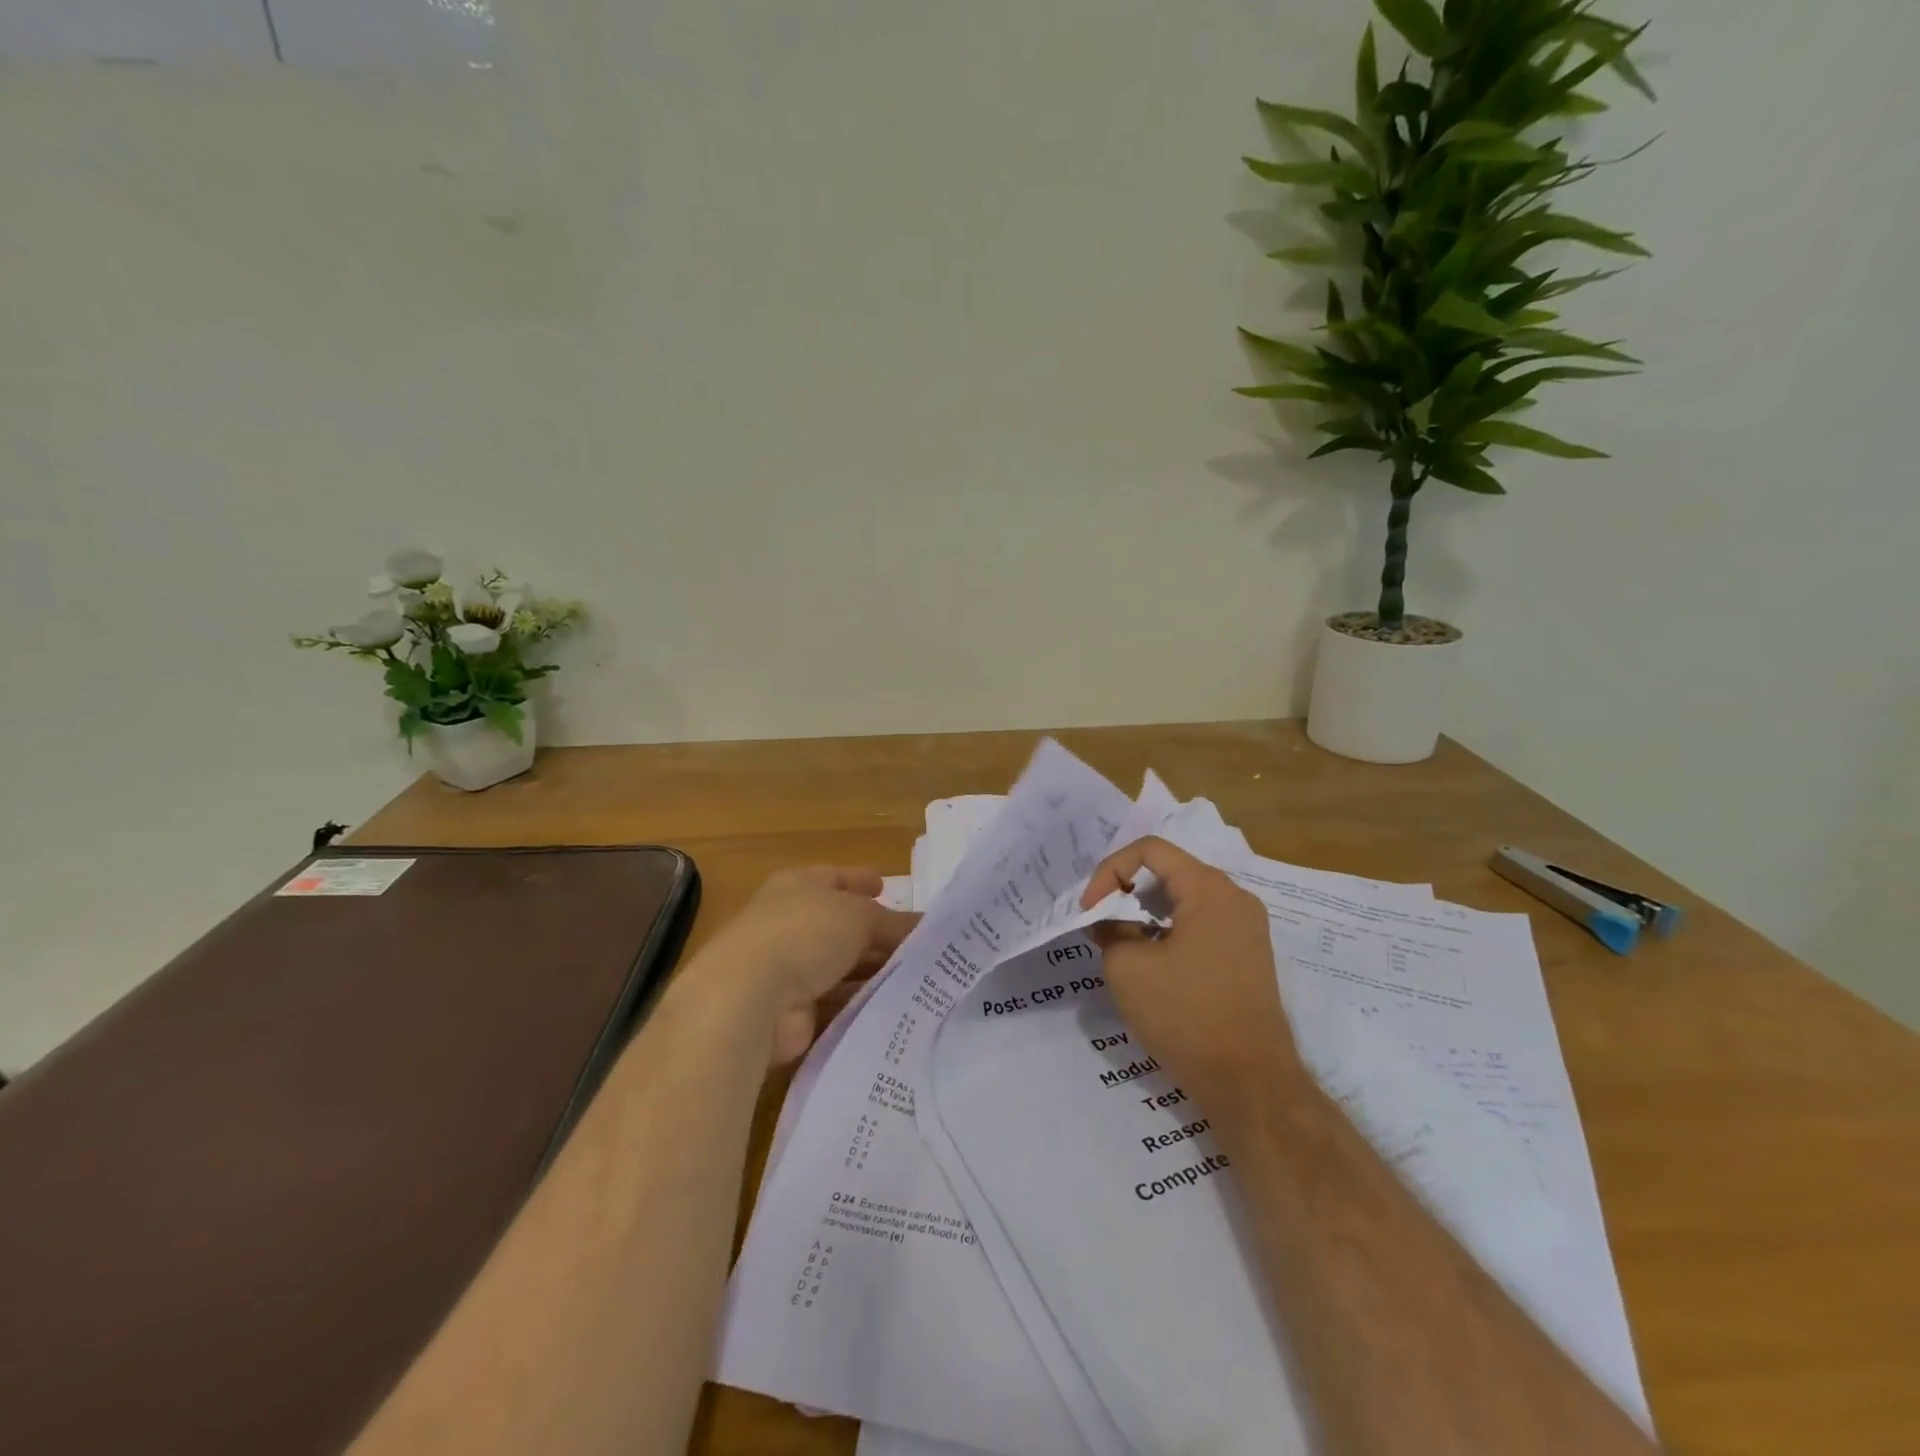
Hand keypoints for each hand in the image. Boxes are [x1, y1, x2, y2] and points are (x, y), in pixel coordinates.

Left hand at [703, 866, 917, 1065]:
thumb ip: (895, 923)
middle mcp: (792, 923)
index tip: (887, 887)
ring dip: (874, 972)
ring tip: (920, 979)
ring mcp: (789, 968)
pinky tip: (896, 1009)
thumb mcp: (860, 916)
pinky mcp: (793, 1012)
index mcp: (799, 886)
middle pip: (843, 925)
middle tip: (922, 944)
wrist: (749, 998)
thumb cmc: (805, 933)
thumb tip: (929, 928)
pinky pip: (837, 1003)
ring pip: (842, 966)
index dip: (862, 881)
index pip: (836, 878)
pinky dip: (862, 1004)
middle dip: (879, 934)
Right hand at [1081, 837, 1302, 1111]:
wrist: (1250, 1082)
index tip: (1090, 910)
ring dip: (1147, 912)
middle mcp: (1234, 898)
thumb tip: (1107, 921)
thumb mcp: (1127, 967)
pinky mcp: (1248, 955)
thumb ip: (1109, 929)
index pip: (1150, 850)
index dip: (1110, 871)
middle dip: (1127, 891)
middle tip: (1101, 923)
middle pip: (1169, 871)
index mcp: (1209, 889)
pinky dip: (1170, 930)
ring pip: (1185, 898)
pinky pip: (1201, 923)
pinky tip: (1152, 962)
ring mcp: (1246, 927)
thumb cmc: (1186, 1015)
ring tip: (1122, 943)